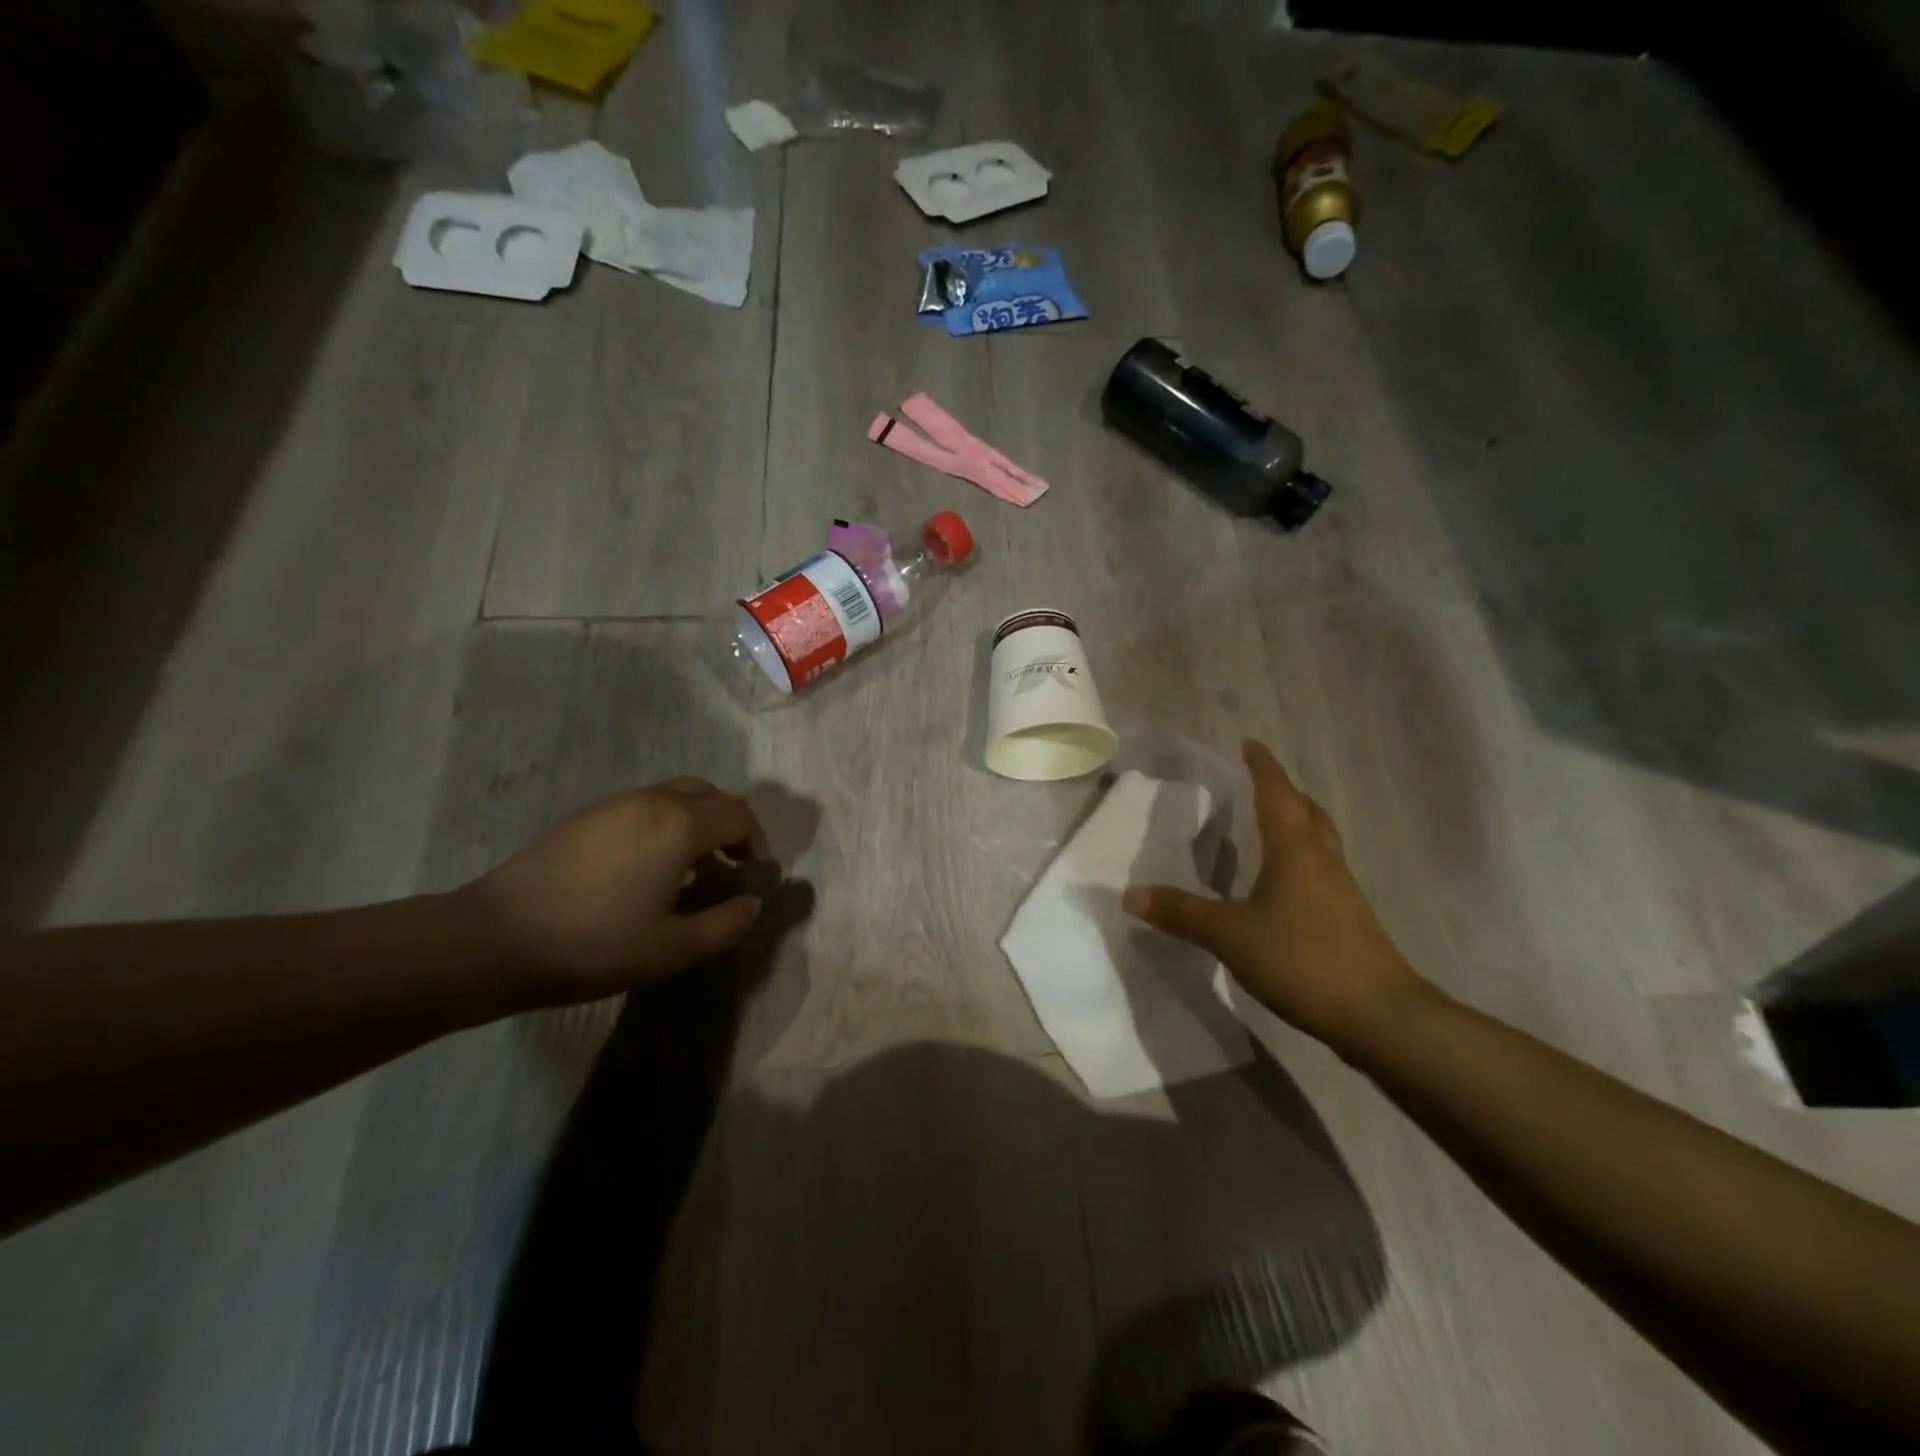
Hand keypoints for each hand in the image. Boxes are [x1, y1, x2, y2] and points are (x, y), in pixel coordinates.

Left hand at [465, 777, 771, 1003]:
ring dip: (695, 823)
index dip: (757, 841)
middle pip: (709, 795)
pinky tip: (645, 868)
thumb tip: (751, 904)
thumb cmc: (594, 943)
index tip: (755, 873)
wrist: (495, 939)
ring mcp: (613, 804)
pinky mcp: (584, 817)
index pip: (738, 815)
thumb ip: (725, 925)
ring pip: (674, 796)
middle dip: (729, 825)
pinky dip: (663, 825)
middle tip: (728, 864)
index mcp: (679, 825)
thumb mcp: (673, 949)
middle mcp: (651, 801)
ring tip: (689, 869)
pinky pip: (642, 807)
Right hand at [1122, 741, 1430, 1048]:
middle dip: (1285, 792)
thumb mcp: (1230, 935)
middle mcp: (1322, 861)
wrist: (1381, 1015)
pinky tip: (1284, 885)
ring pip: (1319, 841)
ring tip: (1271, 826)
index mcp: (1295, 850)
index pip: (1277, 794)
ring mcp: (1341, 891)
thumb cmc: (1302, 958)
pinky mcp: (1349, 920)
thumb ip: (1181, 913)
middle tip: (1260, 783)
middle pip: (1307, 812)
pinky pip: (1322, 871)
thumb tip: (1130, 894)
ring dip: (1297, 824)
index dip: (1263, 767)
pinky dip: (1301, 860)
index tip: (1251, 744)